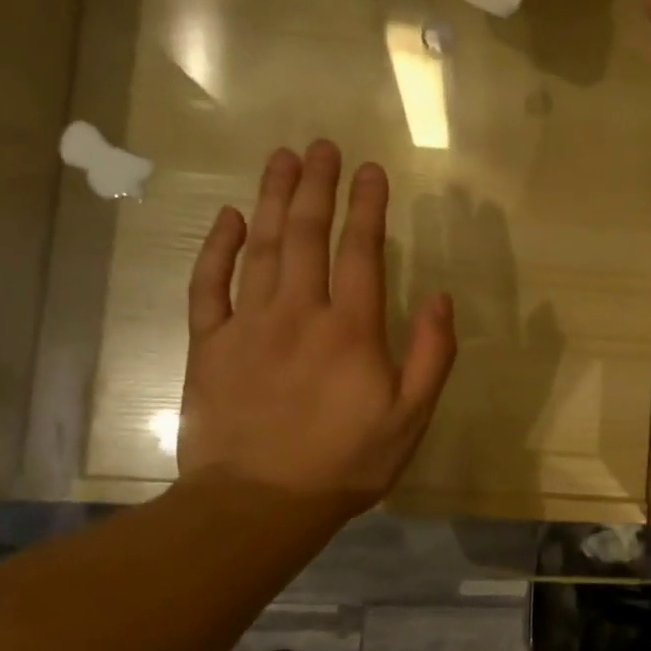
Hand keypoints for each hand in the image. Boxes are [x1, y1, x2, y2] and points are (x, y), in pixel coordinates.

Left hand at [177, 141, 455, 513]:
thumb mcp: (410, 417)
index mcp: (351, 329)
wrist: (258, 505)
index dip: (367, 206)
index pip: (361, 250)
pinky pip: (209, 285)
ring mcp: (248, 324)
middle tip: (322, 146)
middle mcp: (299, 312)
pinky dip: (217, 247)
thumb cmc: (345, 462)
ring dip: (274, 199)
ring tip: (282, 159)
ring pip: (262, 247)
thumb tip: (441, 297)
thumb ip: (430, 354)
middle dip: (318, 185)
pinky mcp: (210, 344)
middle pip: (308, 234)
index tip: (371, 169)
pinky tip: (229, 217)